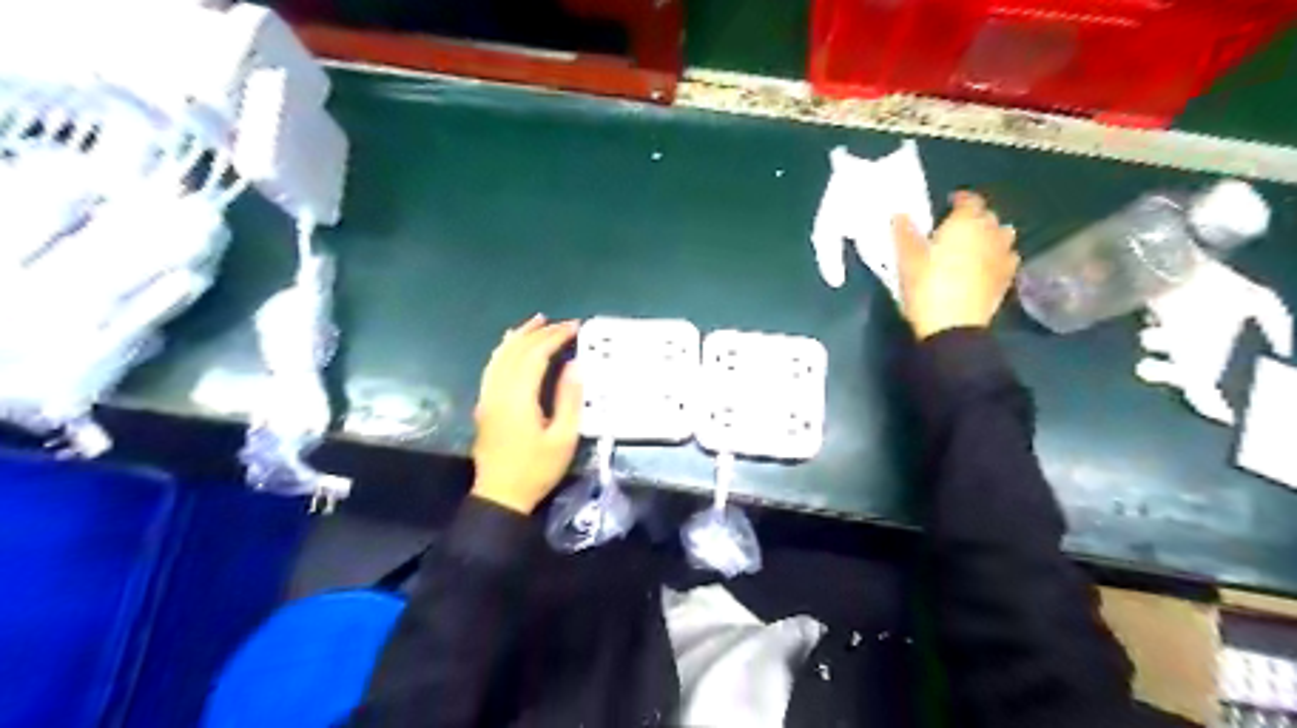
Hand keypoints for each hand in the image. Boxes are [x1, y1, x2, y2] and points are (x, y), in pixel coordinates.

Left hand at [473, 316, 583, 513]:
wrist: (500, 495)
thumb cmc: (536, 469)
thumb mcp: (563, 438)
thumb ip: (569, 399)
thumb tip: (574, 366)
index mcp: (518, 397)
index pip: (535, 355)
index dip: (555, 337)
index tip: (575, 328)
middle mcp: (498, 390)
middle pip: (516, 350)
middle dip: (540, 332)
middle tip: (563, 323)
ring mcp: (487, 396)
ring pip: (500, 355)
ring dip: (519, 336)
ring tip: (537, 322)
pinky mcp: (484, 404)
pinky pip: (492, 367)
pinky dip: (504, 349)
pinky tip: (511, 345)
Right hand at [899, 193, 1018, 340]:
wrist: (953, 327)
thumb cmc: (927, 287)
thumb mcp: (907, 260)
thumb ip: (905, 234)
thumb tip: (901, 214)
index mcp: (966, 223)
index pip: (969, 200)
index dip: (958, 200)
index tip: (947, 205)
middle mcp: (991, 233)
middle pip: (988, 216)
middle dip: (974, 218)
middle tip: (954, 229)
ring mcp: (1004, 256)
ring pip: (1002, 235)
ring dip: (990, 235)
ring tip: (973, 246)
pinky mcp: (1008, 278)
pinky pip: (1007, 257)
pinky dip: (997, 256)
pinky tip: (985, 266)